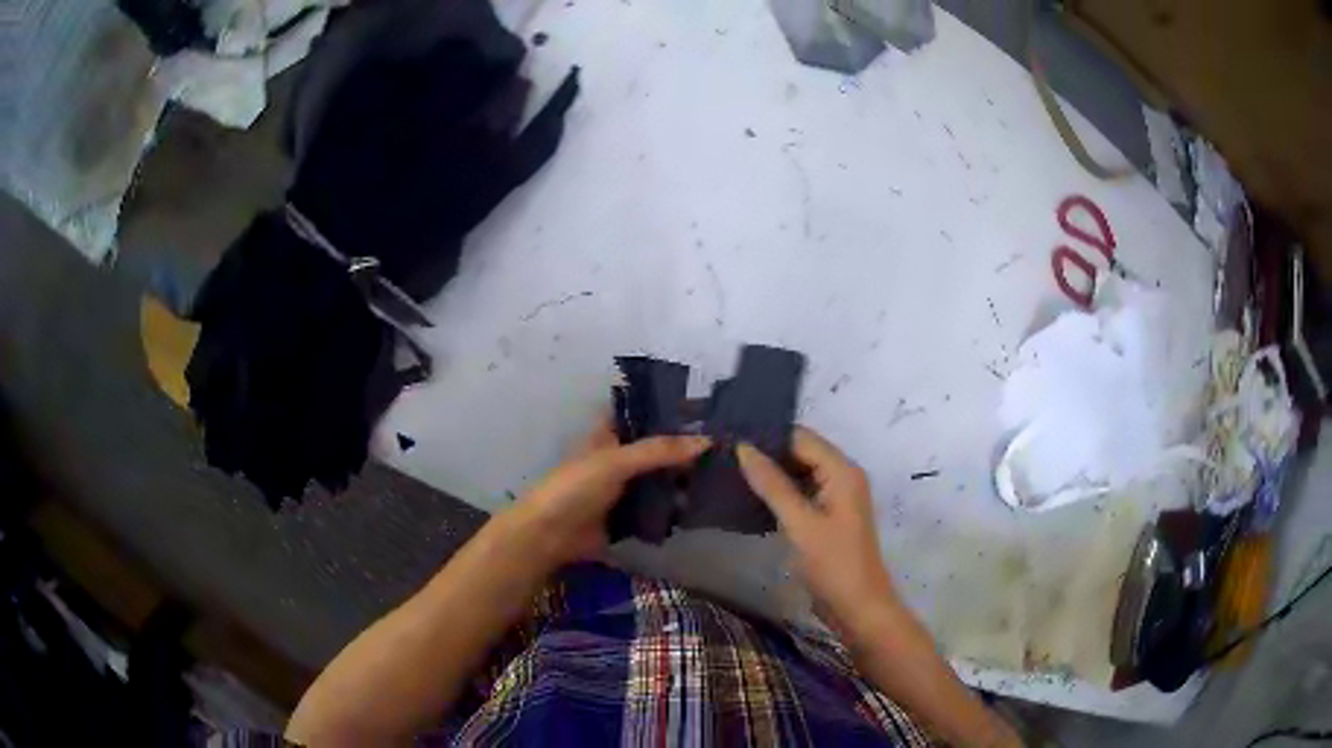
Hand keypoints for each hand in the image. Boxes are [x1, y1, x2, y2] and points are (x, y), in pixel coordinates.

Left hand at [505, 418, 709, 567]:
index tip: (706, 409)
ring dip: (683, 478)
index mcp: (609, 436)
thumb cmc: (575, 487)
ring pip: (660, 479)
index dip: (668, 410)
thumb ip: (659, 451)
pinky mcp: (629, 518)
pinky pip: (658, 509)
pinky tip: (706, 504)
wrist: (551, 536)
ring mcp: (624, 490)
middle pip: (656, 450)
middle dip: (684, 448)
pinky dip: (677, 507)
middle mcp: (619, 459)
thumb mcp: (616, 461)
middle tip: (728, 444)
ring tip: (727, 472)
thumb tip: (707, 440)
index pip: (642, 415)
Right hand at [737, 428, 897, 633]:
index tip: (729, 437)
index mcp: (842, 470)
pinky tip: (750, 495)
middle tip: (724, 454)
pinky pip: (801, 492)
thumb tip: (743, 447)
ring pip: (799, 472)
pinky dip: (779, 492)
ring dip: (771, 473)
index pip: (801, 437)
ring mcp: (836, 497)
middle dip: (767, 452)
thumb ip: (772, 485)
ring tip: (729, 470)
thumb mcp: (800, 524)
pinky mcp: (828, 516)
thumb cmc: (833, 564)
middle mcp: (842, 476)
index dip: (768, 435)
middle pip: (801, 451)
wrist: (858, 608)